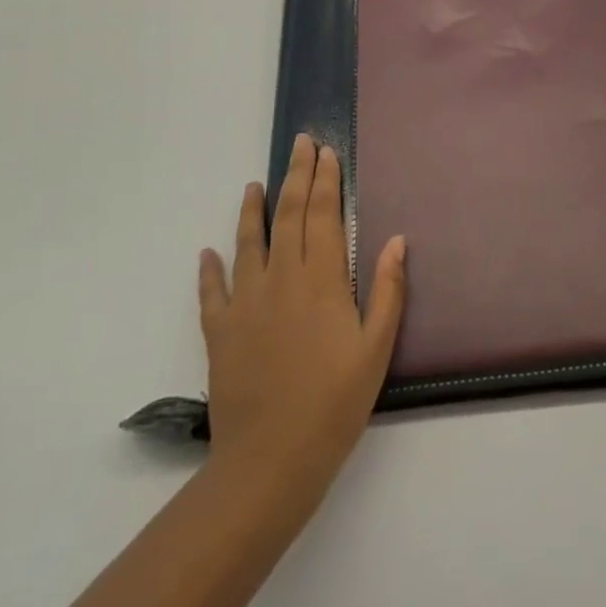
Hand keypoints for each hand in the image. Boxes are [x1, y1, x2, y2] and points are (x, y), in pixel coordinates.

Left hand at [198, 134, 406, 513]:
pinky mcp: (220, 331)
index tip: (326, 152)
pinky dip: (209, 269)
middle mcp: (281, 278)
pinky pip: (212, 292)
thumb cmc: (334, 404)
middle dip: (295, 175)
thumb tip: (398, 239)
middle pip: (288, 215)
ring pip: (248, 242)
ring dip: (251, 210)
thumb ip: (388, 290)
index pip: (322, 214)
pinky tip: (207, 253)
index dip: (325, 180)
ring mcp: (246, 303)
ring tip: (253, 185)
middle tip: (300, 144)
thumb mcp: (376, 349)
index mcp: (321, 279)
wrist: (270, 462)